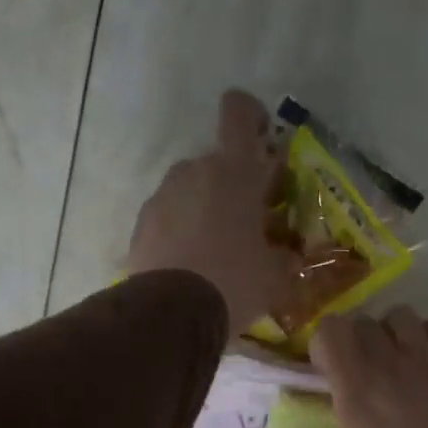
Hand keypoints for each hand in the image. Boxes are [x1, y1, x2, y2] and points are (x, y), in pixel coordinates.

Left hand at [126, 89, 294, 330]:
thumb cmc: (234, 282)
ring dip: (204, 210)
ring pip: (190, 191)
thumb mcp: (275, 275)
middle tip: (247, 224)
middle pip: (216, 163)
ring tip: (215, 252)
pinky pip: (168, 218)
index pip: (239, 112)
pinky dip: (180, 233)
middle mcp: (194, 171)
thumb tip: (287, 255)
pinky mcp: (140, 225)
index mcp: (234, 172)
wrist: (170, 315)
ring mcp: (161, 197)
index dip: (251, 116)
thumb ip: (284, 255)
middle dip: (232, 187)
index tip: (261, 139)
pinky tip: (190, 267)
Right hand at [310, 307, 427, 427]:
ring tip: (400, 361)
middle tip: (365, 372)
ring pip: (402, 316)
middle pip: (364, 323)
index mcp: (356, 395)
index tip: (329, 370)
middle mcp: (389, 368)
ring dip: (394, 333)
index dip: (326, 345)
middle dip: (358, 341)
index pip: (330, 332)